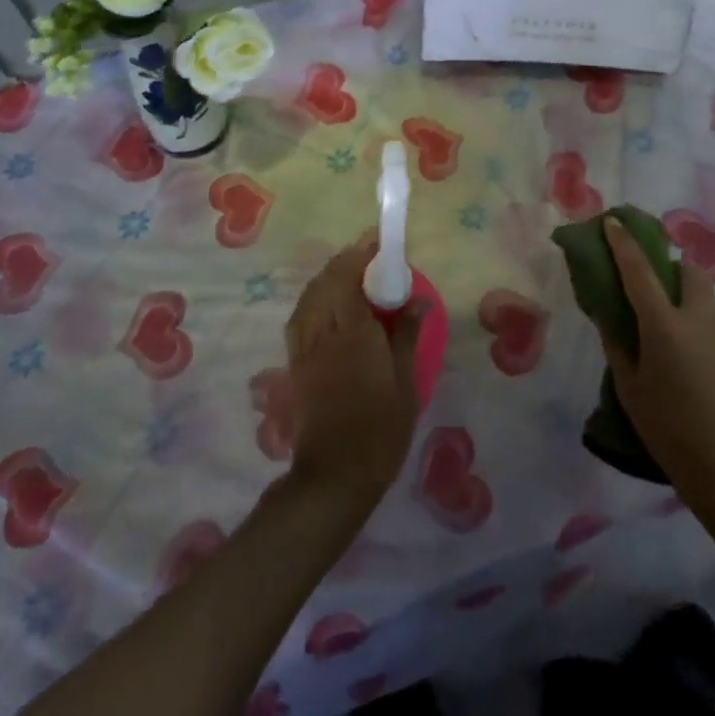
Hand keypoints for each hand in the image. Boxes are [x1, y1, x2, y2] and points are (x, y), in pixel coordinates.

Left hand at [284, 235, 423, 512]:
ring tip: (348, 272)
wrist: (334, 476)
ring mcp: (305, 349)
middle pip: (325, 282)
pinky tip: (325, 304)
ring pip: (309, 298)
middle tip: (367, 254)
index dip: (360, 254)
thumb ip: (407, 336)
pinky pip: (300, 318)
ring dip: (326, 277)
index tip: (376, 240)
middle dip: (344, 260)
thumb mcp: (406, 385)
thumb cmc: (380, 431)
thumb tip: (418, 299)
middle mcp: (323, 333)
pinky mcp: (296, 365)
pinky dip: (312, 299)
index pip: (349, 278)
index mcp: (353, 334)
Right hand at [599, 216, 714, 505]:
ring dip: (688, 296)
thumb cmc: (668, 426)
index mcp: (664, 323)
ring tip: (672, 326)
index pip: (639, 269)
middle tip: (654, 287)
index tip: (613, 221)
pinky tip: (693, 357)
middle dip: (671, 267)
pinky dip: (702, 323)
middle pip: (689, 270)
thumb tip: (608, 316)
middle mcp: (699, 317)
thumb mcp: (629, 386)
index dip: (623, 242)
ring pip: (707, 296)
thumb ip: (617, 344)